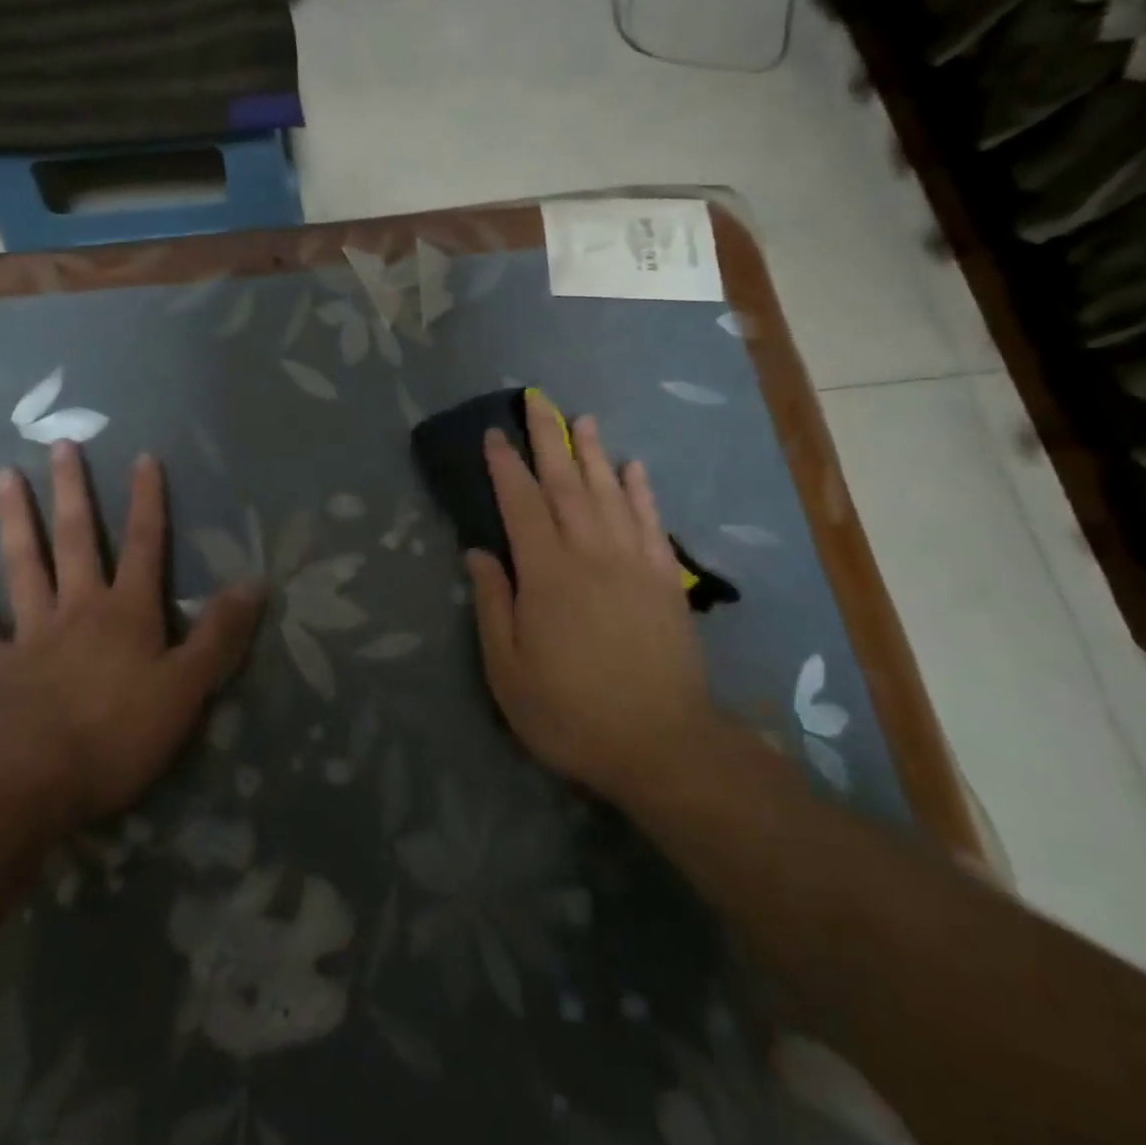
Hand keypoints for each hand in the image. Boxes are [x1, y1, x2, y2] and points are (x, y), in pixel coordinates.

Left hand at [0, 445, 262, 826]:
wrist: (34, 782)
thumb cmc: (120, 733)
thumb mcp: (189, 687)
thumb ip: (220, 634)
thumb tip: (256, 582)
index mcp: (128, 611)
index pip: (147, 544)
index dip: (148, 501)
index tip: (144, 457)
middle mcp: (79, 607)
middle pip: (77, 539)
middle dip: (73, 491)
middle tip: (61, 444)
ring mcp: (31, 632)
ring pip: (23, 565)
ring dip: (14, 520)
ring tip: (4, 476)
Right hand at [466, 396, 716, 807]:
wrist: (662, 745)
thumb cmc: (570, 711)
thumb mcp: (507, 670)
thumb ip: (493, 604)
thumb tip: (479, 552)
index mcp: (547, 572)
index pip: (521, 502)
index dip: (506, 465)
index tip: (494, 433)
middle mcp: (591, 552)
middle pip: (566, 481)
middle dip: (549, 436)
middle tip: (537, 399)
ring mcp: (634, 561)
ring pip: (610, 491)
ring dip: (594, 452)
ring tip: (583, 419)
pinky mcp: (666, 579)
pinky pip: (652, 521)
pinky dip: (642, 490)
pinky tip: (635, 467)